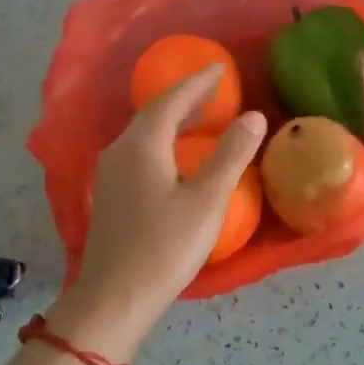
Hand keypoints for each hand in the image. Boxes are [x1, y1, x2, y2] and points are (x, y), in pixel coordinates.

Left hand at [49, 66, 265, 358]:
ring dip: (173, 119)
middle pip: (154, 111)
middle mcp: (121, 149)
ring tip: (201, 116)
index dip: (198, 81)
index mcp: (143, 143)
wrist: (114, 297)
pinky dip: (162, 140)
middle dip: (185, 97)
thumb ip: (231, 155)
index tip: (219, 67)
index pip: (172, 99)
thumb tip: (252, 116)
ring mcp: (111, 172)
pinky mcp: (110, 193)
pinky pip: (139, 150)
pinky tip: (176, 155)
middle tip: (214, 89)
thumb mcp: (207, 200)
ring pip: (145, 132)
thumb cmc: (165, 247)